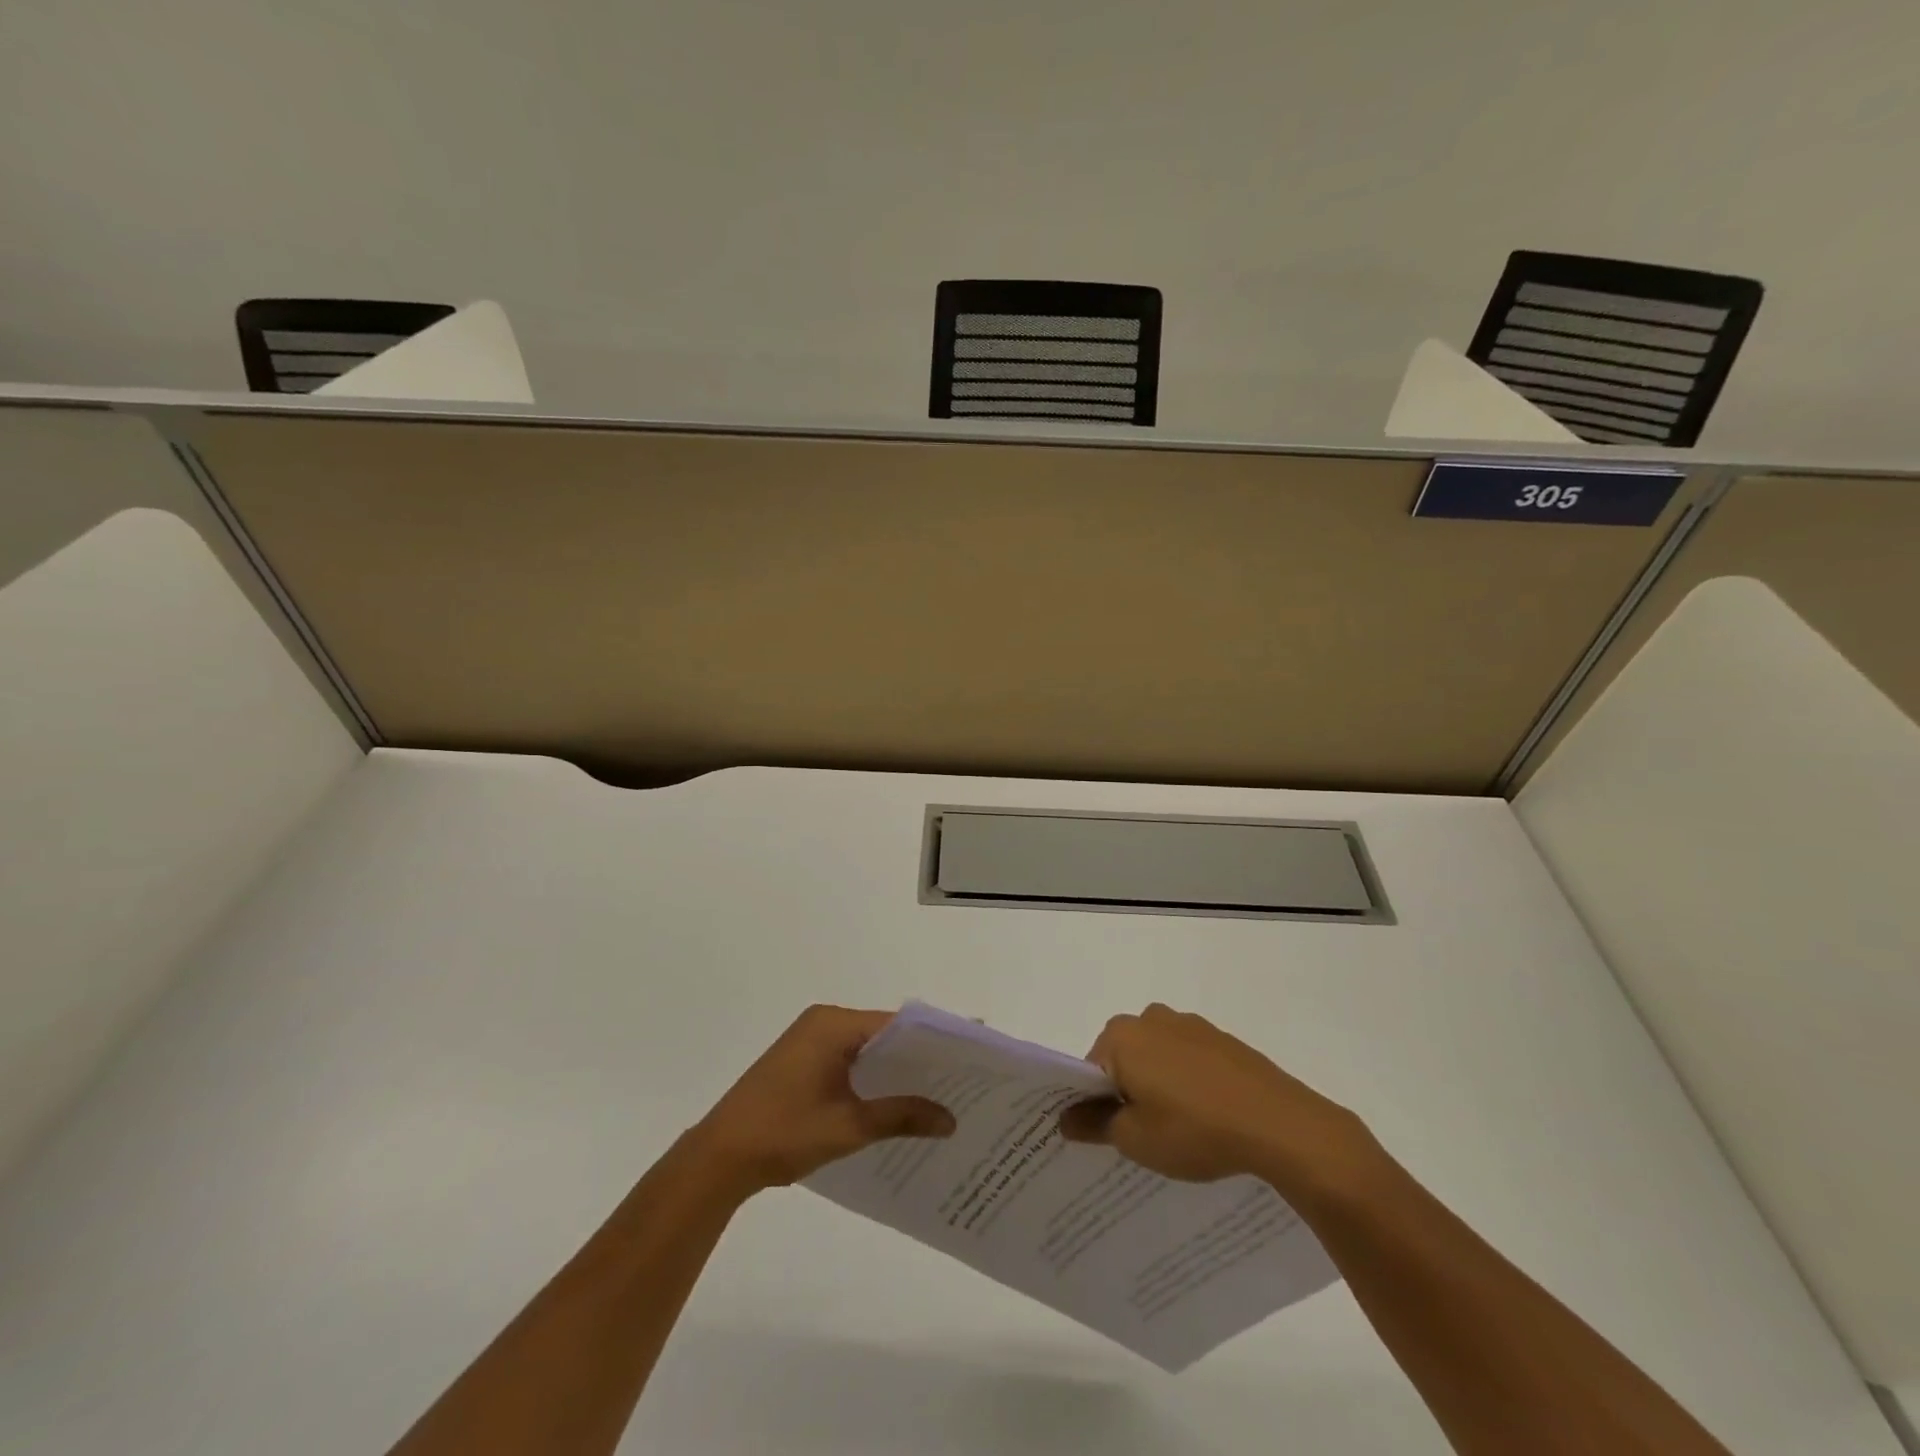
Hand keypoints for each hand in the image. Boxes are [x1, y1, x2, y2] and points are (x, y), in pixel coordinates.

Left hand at [688, 1004, 954, 1195]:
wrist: (719, 1158)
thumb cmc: (784, 1132)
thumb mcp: (849, 1126)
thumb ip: (901, 1116)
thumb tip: (952, 1119)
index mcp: (833, 1024)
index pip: (897, 1023)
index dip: (934, 1038)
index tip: (970, 1051)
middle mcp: (823, 1022)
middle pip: (883, 1033)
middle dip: (919, 1056)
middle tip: (963, 1077)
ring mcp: (809, 1042)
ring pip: (867, 1049)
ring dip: (896, 1070)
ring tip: (940, 1092)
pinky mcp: (802, 1062)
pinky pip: (849, 1061)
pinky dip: (873, 1078)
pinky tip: (897, 1103)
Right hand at [1059, 1003, 1380, 1203]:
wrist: (1280, 1125)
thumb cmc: (1194, 1130)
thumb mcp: (1135, 1139)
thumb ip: (1094, 1125)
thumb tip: (1064, 1119)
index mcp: (1121, 1036)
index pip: (1089, 1069)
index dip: (1091, 1104)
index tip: (1104, 1135)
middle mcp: (1150, 1018)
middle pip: (1122, 1058)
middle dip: (1125, 1092)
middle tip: (1139, 1136)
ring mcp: (1190, 1025)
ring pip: (1157, 1057)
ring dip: (1158, 1086)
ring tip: (1178, 1130)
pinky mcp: (1222, 1039)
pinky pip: (1189, 1060)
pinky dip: (1188, 1083)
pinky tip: (1207, 1118)